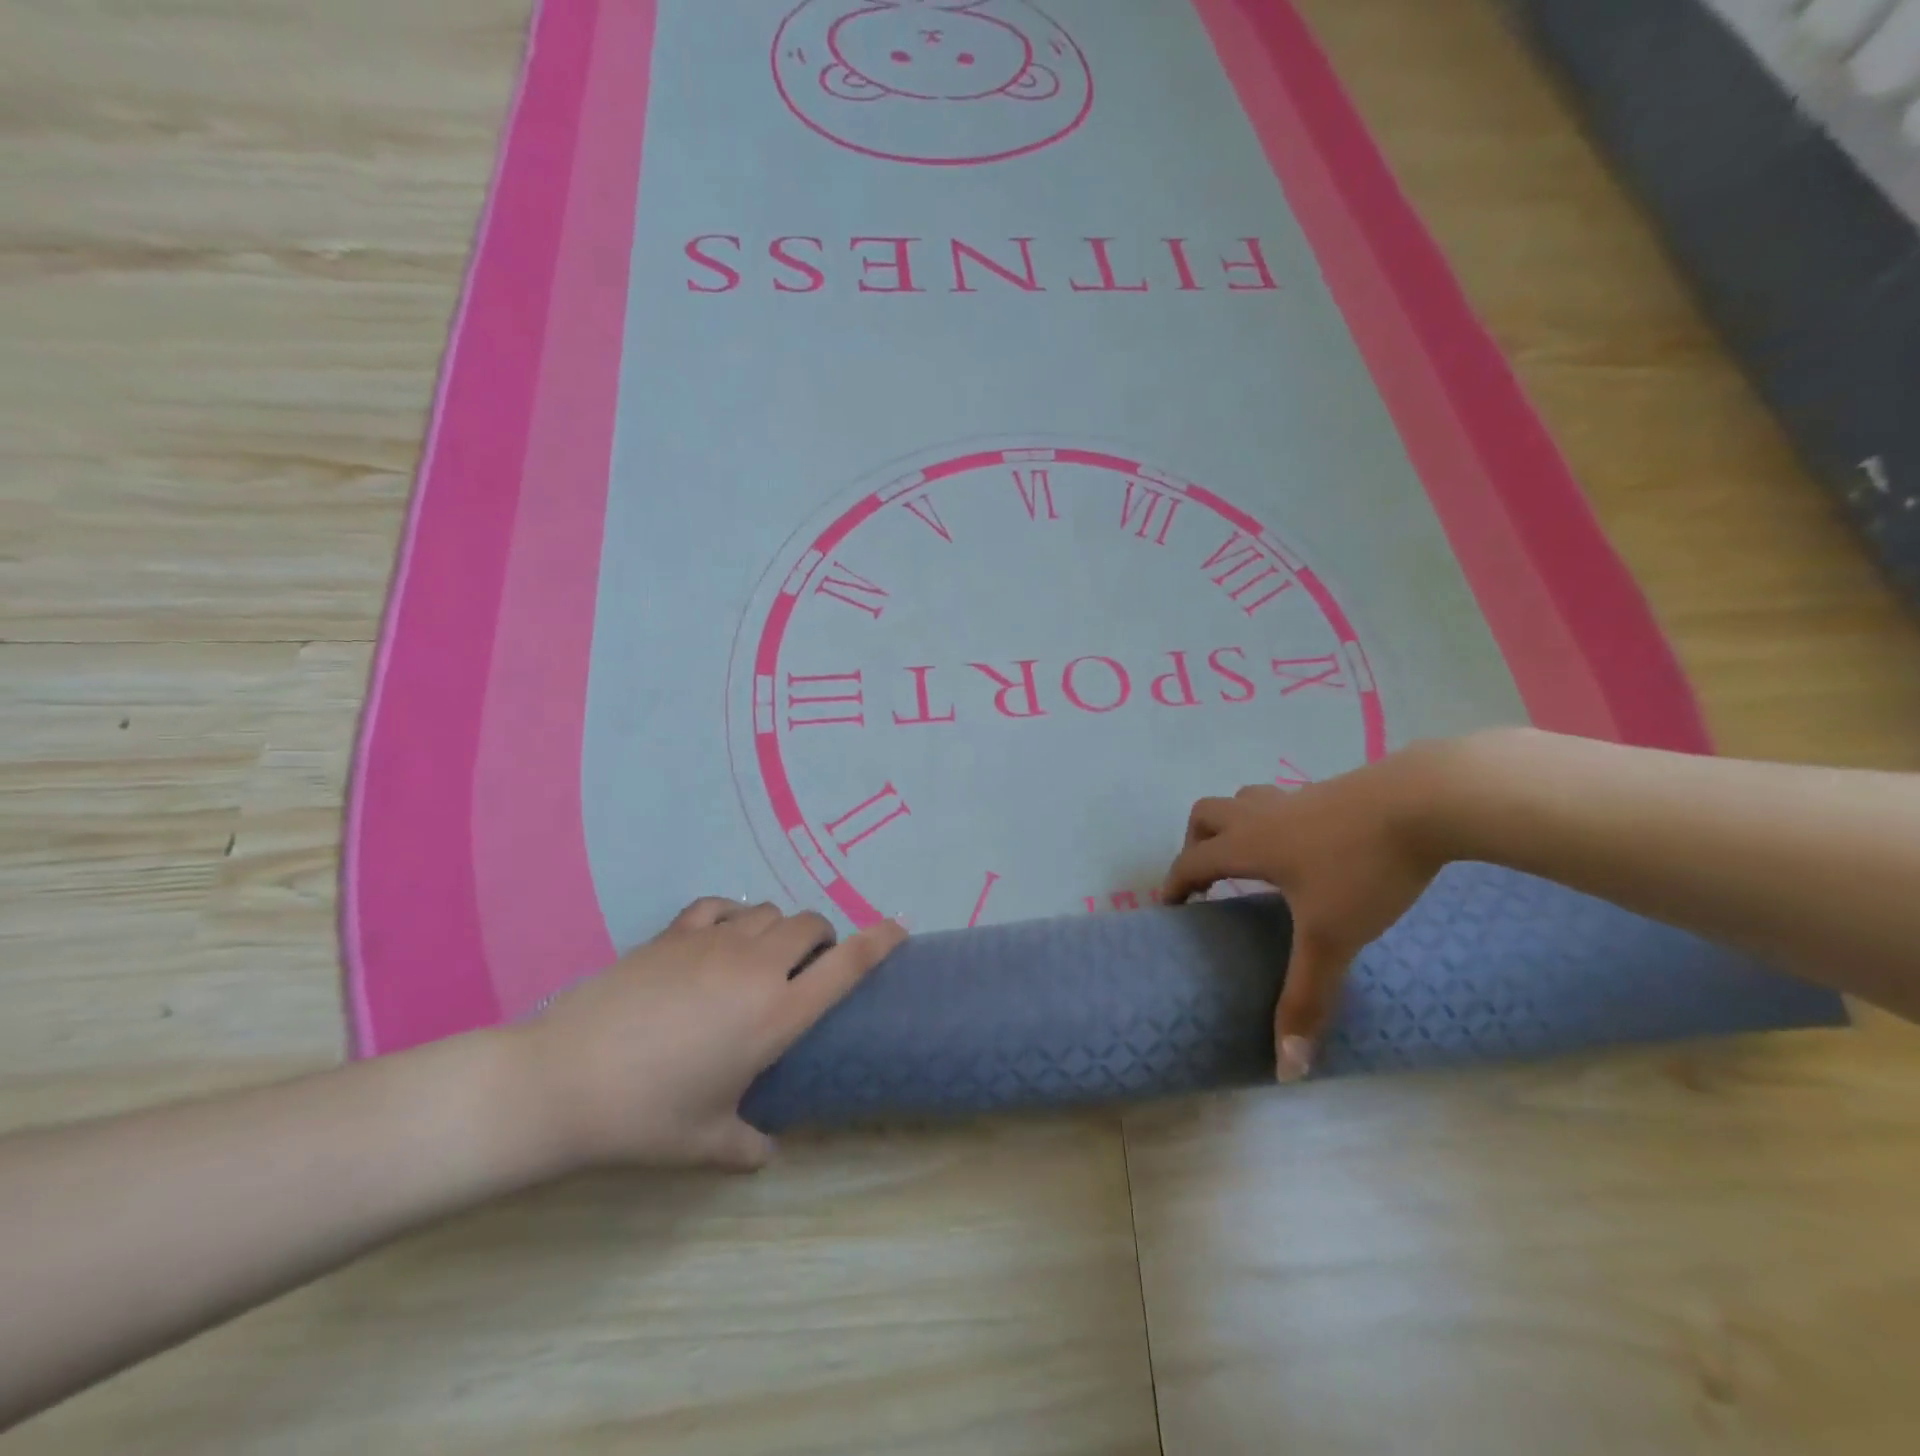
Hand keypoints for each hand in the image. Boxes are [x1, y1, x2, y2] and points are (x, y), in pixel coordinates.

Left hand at [511, 898, 907, 1171]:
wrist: (565, 1080)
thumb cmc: (646, 1116)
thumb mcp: (704, 1141)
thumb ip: (746, 1145)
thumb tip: (765, 1155)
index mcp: (776, 1014)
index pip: (846, 965)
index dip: (880, 940)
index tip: (899, 927)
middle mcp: (756, 967)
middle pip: (810, 924)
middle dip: (820, 938)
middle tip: (807, 966)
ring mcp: (713, 941)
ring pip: (768, 911)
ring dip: (777, 928)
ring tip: (761, 955)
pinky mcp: (674, 932)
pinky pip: (721, 905)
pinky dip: (733, 915)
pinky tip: (719, 937)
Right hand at [1163, 744, 1458, 1081]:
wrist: (1425, 801)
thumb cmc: (1363, 868)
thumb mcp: (1332, 938)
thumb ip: (1306, 998)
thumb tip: (1286, 1069)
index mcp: (1248, 845)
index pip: (1191, 862)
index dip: (1174, 885)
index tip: (1171, 907)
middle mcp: (1261, 815)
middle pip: (1206, 815)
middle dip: (1196, 844)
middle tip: (1210, 878)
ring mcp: (1296, 797)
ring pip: (1244, 800)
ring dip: (1234, 825)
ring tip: (1255, 858)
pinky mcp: (1331, 789)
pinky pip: (1283, 801)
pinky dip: (1276, 821)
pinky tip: (1311, 846)